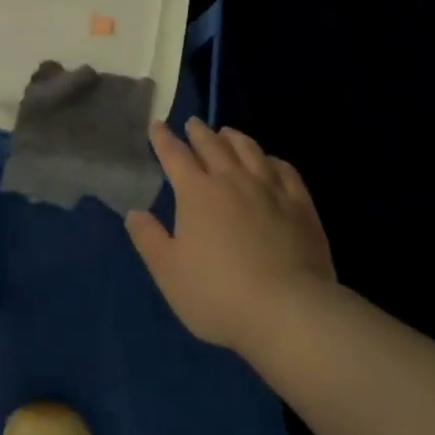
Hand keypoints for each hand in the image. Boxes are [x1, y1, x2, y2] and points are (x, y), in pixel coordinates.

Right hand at [126, 119, 334, 353]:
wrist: (287, 310)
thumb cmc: (217, 294)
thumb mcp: (168, 272)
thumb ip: (149, 239)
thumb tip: (134, 212)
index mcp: (196, 192)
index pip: (175, 155)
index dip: (163, 139)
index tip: (157, 125)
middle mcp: (232, 180)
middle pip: (213, 145)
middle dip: (199, 132)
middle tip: (192, 123)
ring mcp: (270, 189)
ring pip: (249, 150)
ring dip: (234, 138)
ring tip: (227, 133)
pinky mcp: (300, 205)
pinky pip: (285, 170)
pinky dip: (272, 159)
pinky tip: (270, 161)